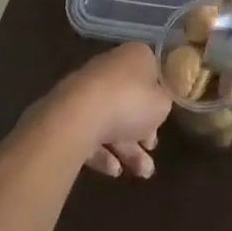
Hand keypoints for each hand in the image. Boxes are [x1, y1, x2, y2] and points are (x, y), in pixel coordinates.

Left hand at [41, 43, 170, 178]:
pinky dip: (103, 152)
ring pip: (111, 120)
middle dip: (142, 131)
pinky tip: (113, 171)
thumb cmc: (130, 102)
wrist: (79, 116)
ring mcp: (87, 91)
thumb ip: (163, 103)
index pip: (151, 74)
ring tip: (140, 174)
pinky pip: (90, 133)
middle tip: (151, 150)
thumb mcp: (162, 104)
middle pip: (129, 101)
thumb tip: (156, 104)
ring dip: (127, 148)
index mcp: (136, 56)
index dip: (158, 100)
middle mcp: (111, 67)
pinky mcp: (68, 114)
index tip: (161, 122)